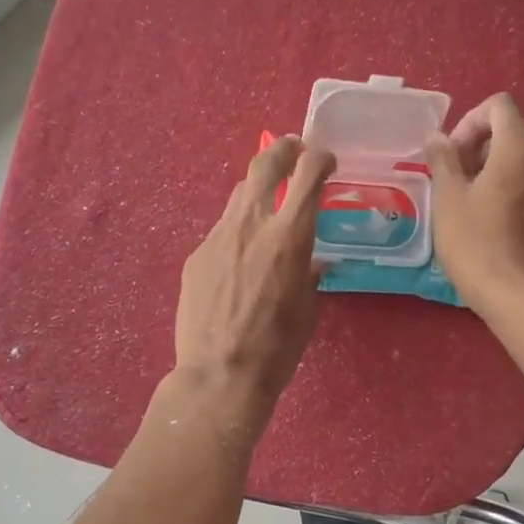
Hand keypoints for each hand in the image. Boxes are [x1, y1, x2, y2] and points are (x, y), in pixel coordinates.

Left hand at [175, 135, 335, 403]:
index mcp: (289, 236)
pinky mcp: (196, 255)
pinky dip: (237, 230)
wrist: (219, 374)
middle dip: (283, 149)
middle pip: (264, 165)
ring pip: (239, 195)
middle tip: (293, 149)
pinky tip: (240, 257)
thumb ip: (310, 274)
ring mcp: (218, 237)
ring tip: (267, 202)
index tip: (327, 161)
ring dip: (257, 190)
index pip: (308, 174)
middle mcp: (252, 224)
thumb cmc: (277, 347)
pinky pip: (222, 230)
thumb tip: (311, 262)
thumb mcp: (308, 308)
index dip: (320, 159)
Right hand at [425, 93, 523, 316]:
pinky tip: (488, 221)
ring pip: (520, 162)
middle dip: (477, 148)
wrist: (519, 297)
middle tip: (451, 180)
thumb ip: (442, 158)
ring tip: (465, 203)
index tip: (452, 153)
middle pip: (510, 133)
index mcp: (520, 148)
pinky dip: (508, 190)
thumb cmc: (476, 243)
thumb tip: (437, 136)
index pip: (500, 106)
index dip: (470, 120)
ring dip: (491, 171)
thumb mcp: (448, 198)